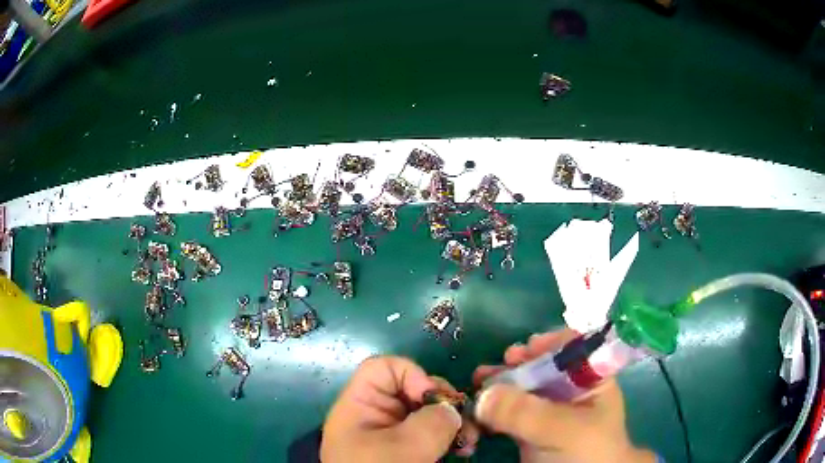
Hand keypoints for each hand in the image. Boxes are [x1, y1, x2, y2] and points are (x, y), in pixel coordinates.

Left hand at [321, 356, 476, 462]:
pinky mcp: (409, 450)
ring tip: (469, 442)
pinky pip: (433, 433)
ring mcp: (394, 434)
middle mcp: (377, 415)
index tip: (433, 400)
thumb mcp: (404, 448)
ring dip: (454, 423)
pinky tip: (464, 450)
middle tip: (464, 423)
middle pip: (413, 389)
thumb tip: (451, 411)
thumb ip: (432, 421)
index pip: (384, 368)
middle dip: (444, 403)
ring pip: (429, 413)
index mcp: (361, 406)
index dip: (412, 375)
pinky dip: (451, 438)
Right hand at [473, 330, 655, 462]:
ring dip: (496, 386)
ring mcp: (547, 411)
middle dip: (513, 366)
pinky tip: (476, 411)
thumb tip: (483, 394)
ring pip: (519, 389)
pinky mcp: (528, 430)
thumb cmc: (586, 453)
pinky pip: (506, 413)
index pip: (572, 348)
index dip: (547, 343)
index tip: (520, 351)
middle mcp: (568, 391)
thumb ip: (527, 412)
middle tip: (489, 371)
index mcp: (589, 381)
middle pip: (538, 366)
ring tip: (477, 385)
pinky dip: (490, 410)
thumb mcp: (563, 430)